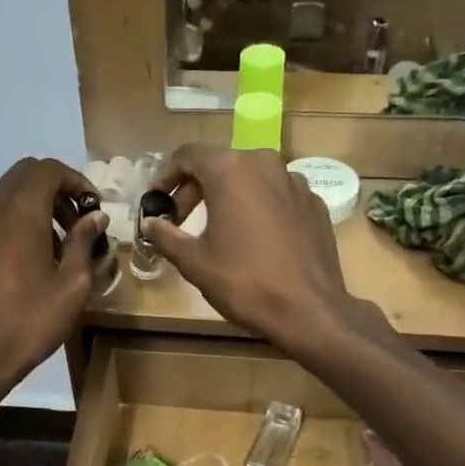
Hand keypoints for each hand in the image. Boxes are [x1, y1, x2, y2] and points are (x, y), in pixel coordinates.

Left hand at [0, 157, 107, 391]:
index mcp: (20, 211)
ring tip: (51, 246)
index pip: (48, 169)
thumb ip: (84, 242)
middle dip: (54, 190)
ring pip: (2, 197)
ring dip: (30, 207)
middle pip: (23, 175)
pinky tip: (19, 262)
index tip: (92, 208)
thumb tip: (95, 217)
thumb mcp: (72, 286)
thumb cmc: (30, 322)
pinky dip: (8, 225)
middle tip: (74, 223)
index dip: (75, 180)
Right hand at [142, 145, 381, 356]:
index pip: (187, 155)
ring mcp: (295, 182)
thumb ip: (165, 235)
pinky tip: (252, 239)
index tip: (155, 203)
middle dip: (194, 190)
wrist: (308, 310)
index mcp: (231, 169)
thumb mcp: (193, 262)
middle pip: (219, 165)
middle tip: (178, 221)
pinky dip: (256, 208)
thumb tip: (150, 223)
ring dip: (227, 198)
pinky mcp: (313, 203)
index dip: (165, 177)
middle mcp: (264, 163)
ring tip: (215, 230)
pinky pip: (275, 195)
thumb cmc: (244, 282)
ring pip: (250, 179)